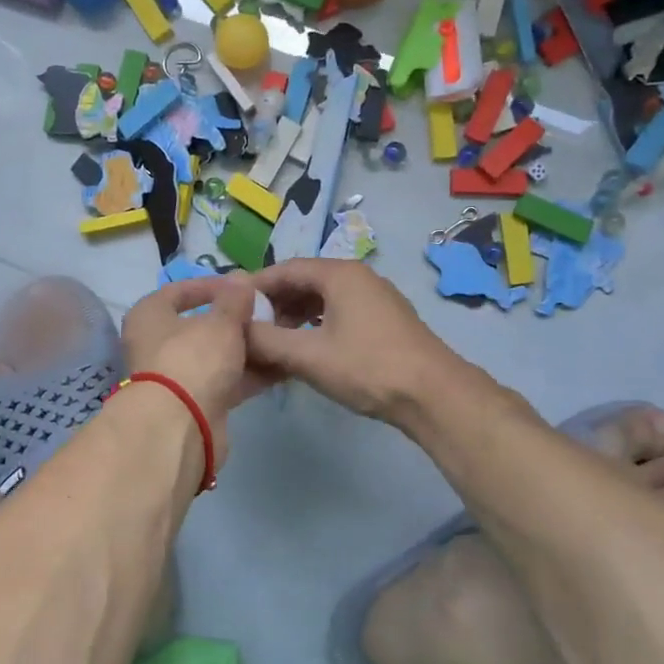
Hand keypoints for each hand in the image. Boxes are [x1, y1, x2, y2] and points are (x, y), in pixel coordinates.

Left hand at [120, 275, 277, 465]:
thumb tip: (240, 280)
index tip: (244, 287)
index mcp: (149, 315)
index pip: (179, 290)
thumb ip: (234, 299)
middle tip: (268, 314)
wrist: (179, 428)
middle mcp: (155, 344)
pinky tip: (280, 367)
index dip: (213, 285)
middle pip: (200, 326)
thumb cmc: (192, 359)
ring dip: (246, 349)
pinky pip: (224, 381)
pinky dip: (248, 375)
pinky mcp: (193, 404)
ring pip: (214, 356)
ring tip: (280, 338)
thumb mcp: (220, 322)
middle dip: (235, 321)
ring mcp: (174, 377)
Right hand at [245, 259, 462, 424]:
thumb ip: (265, 340)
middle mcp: (358, 277)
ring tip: (273, 342)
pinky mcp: (384, 320)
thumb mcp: (308, 356)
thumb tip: (235, 331)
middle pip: (304, 281)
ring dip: (294, 316)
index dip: (254, 285)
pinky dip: (316, 325)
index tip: (229, 305)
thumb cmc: (367, 368)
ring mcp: (375, 297)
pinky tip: (306, 348)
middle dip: (274, 303)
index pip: (285, 269)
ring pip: (322, 299)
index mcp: (339, 274)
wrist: (433, 394)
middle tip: (248, 328)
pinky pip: (339, 313)